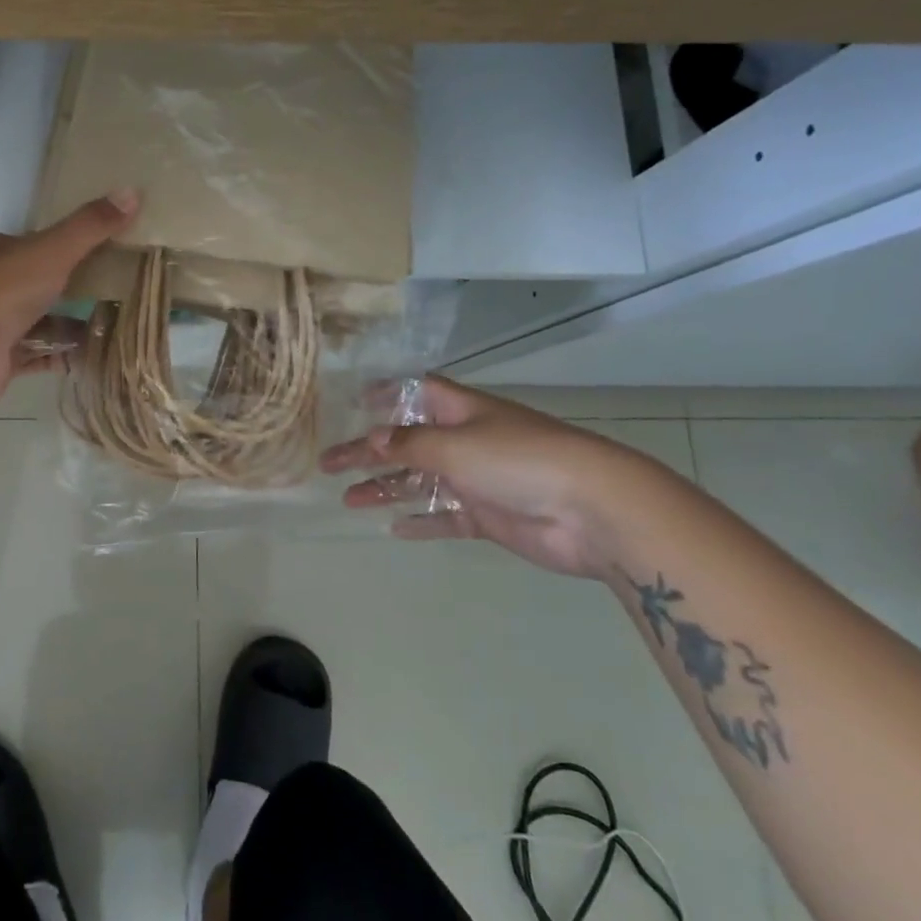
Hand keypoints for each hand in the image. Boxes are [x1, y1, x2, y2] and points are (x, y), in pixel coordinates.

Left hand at [0, 190, 138, 406]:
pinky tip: (91, 356)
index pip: (12, 243)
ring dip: (65, 325)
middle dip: (59, 289)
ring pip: (33, 323)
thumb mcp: (55, 249)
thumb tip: (132, 192)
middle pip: (26, 284)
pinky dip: (61, 356)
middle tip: (100, 289)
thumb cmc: (5, 286)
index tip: (72, 251)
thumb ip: (90, 226)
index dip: (38, 245)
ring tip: (107, 324)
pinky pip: (37, 356)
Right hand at [319, 375, 667, 577]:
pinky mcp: (490, 515)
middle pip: (406, 441)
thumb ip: (409, 444)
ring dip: (385, 488)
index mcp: (459, 411)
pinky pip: (446, 515)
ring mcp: (477, 479)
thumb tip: (373, 439)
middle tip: (328, 465)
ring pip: (420, 480)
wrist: (592, 510)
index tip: (353, 403)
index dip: (384, 394)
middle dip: (367, 451)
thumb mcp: (454, 445)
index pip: (414, 392)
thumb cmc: (518, 459)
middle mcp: (465, 440)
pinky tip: (394, 528)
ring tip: (348, 499)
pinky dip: (421, 520)